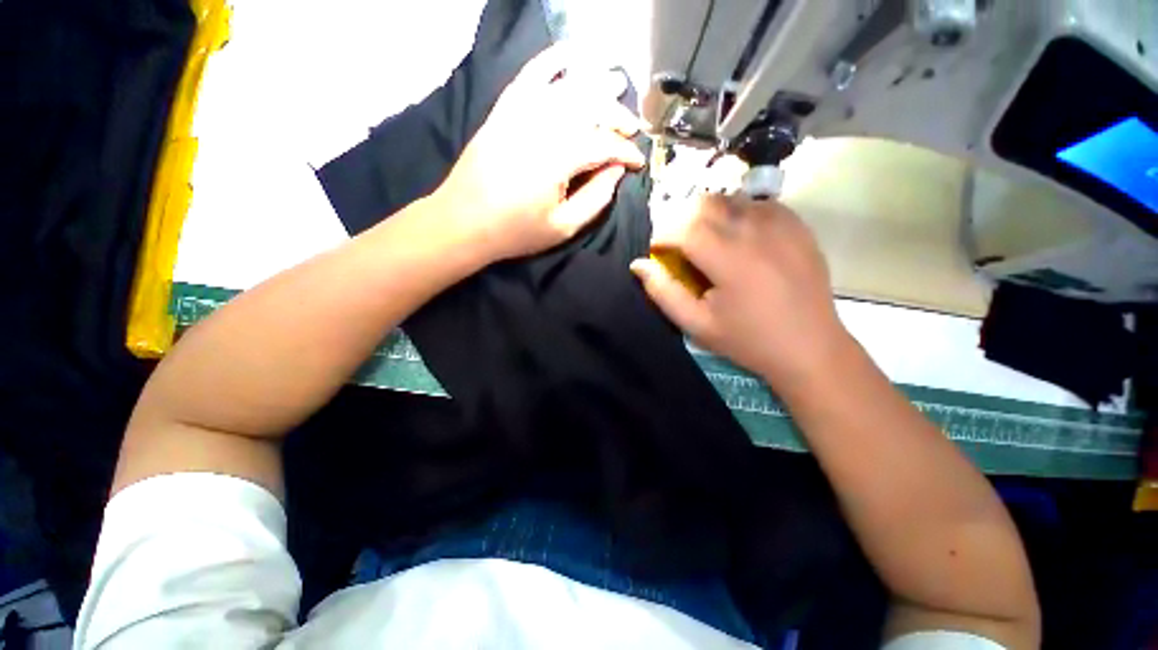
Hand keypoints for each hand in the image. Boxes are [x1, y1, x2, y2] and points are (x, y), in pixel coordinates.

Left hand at [435, 44, 645, 262]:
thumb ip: (596, 199)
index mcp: (558, 159)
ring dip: (596, 85)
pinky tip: (571, 54)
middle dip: (617, 116)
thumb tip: (617, 171)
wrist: (463, 221)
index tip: (639, 162)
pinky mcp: (504, 110)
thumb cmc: (516, 232)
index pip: (604, 143)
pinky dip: (552, 61)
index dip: (627, 151)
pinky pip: (531, 75)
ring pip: (567, 87)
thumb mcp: (563, 227)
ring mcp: (520, 113)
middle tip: (631, 129)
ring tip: (616, 86)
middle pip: (591, 107)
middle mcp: (542, 126)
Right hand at [631, 195, 849, 390]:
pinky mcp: (798, 226)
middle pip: (706, 203)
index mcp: (731, 259)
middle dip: (682, 220)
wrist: (810, 347)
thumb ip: (663, 292)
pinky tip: (738, 239)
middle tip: (679, 246)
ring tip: (707, 242)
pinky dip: (738, 214)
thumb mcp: (696, 324)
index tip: (658, 251)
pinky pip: (758, 205)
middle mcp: (757, 232)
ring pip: (731, 199)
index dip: (662, 235)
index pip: (684, 227)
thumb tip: (638, 265)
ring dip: (709, 215)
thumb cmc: (748, 340)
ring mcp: (782, 224)